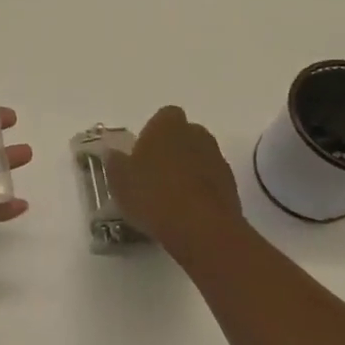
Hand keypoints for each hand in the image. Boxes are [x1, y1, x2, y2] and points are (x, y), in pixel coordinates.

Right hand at [106, 105, 245, 257]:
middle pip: (184, 135)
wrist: (201, 229)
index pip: (163, 116)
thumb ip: (115, 163)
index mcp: (167, 126)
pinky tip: (186, 212)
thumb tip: (113, 153)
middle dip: (172, 149)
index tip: (142, 153)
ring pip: (199, 157)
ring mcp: (217, 159)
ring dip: (188, 170)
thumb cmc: (153, 195)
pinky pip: (211, 180)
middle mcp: (196, 134)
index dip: (153, 132)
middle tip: (154, 174)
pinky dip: (201, 190)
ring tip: (170, 197)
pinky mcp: (231, 185)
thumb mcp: (119, 181)